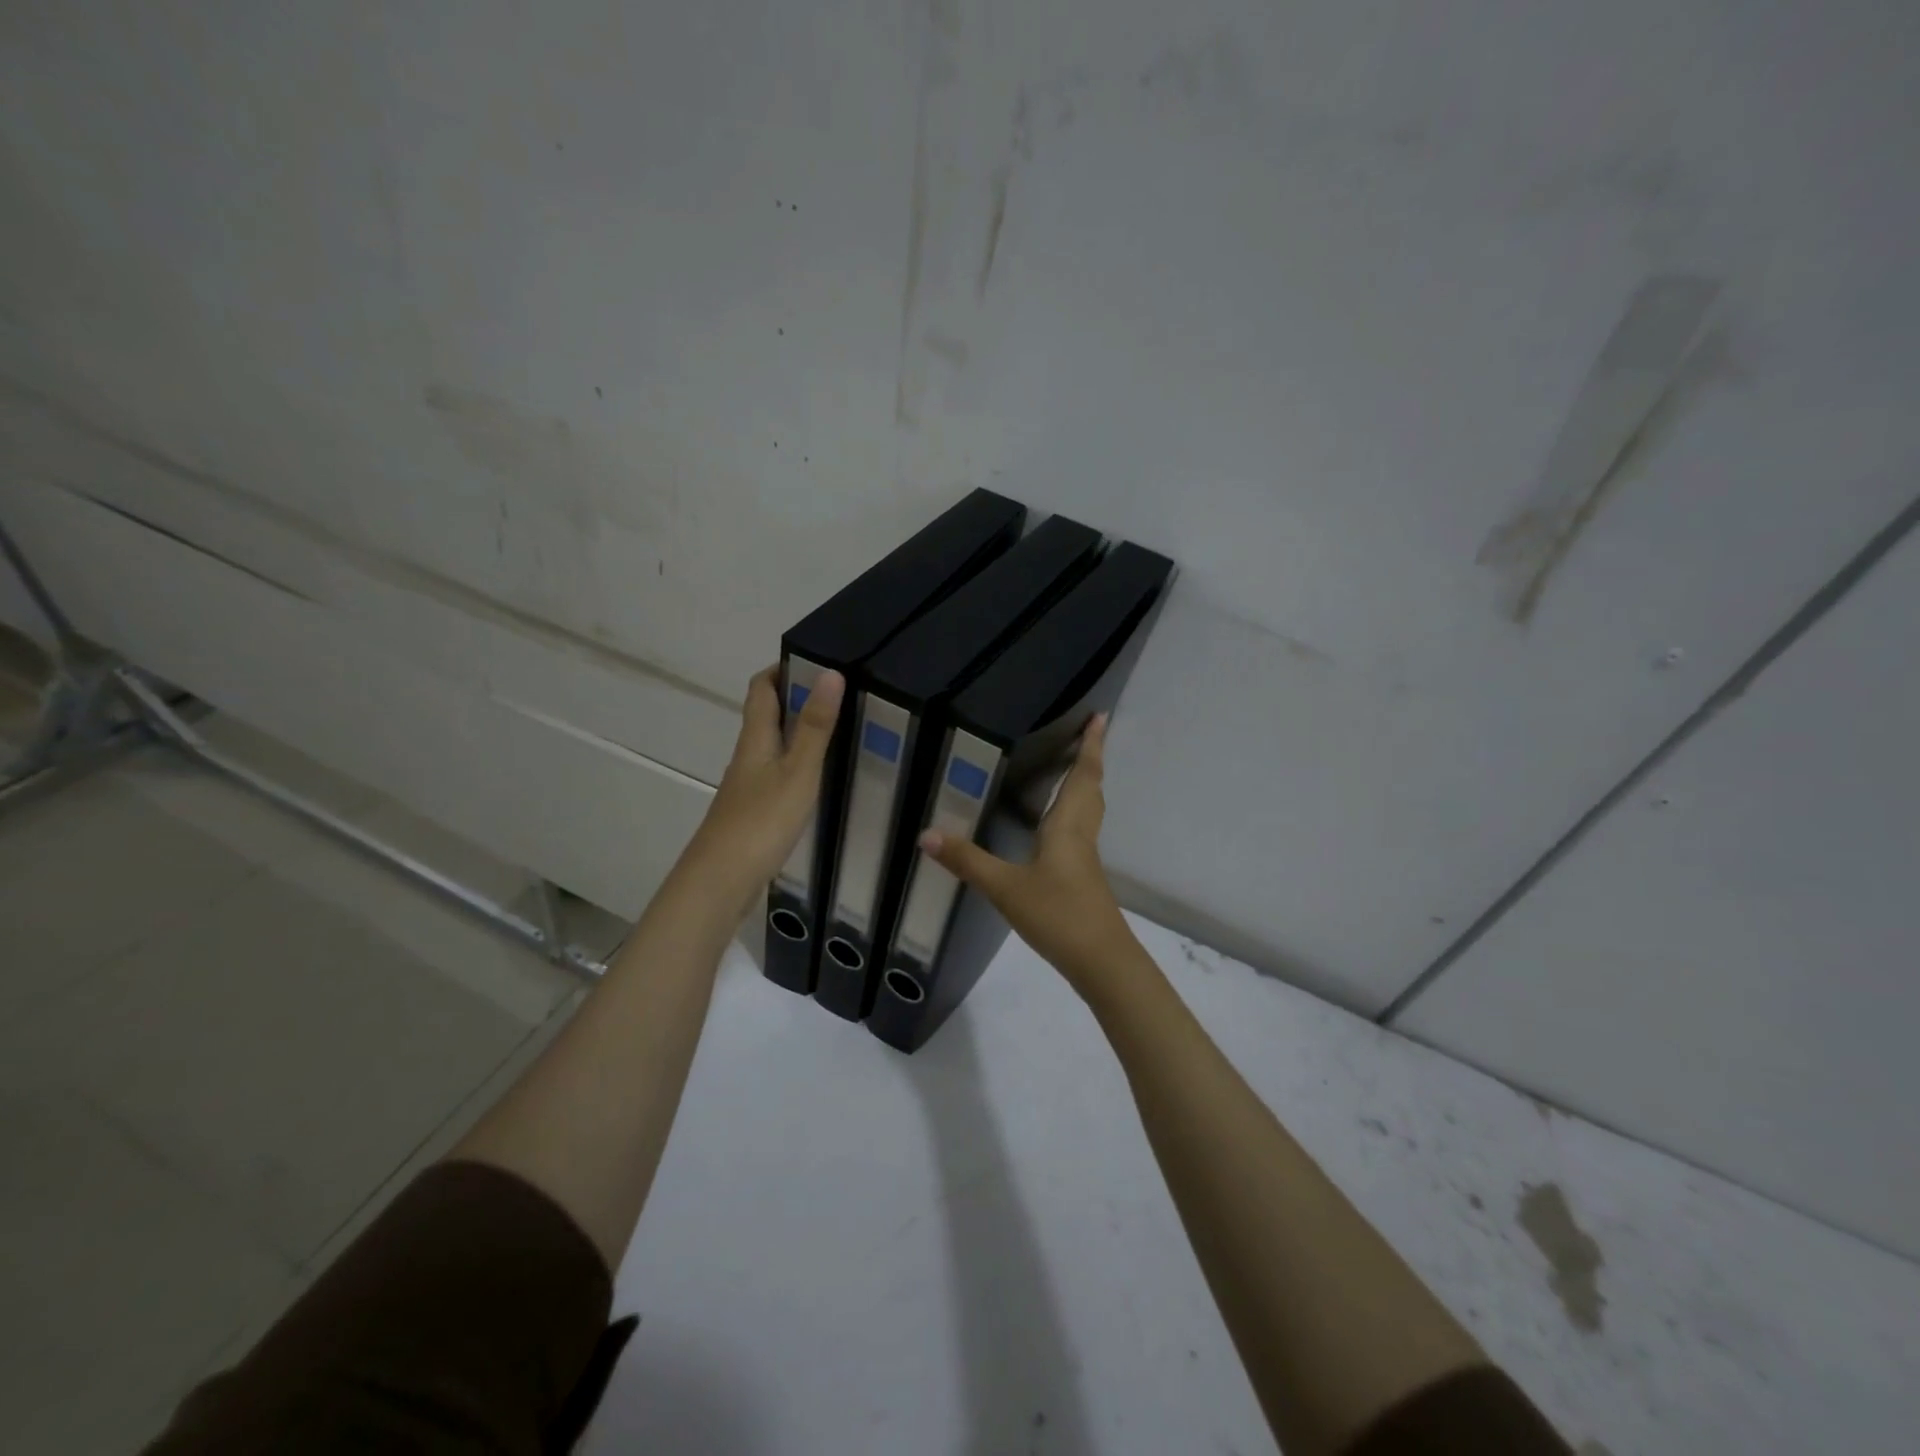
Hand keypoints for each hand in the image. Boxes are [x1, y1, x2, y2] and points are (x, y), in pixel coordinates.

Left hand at [685, 665, 843, 906]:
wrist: (720, 881)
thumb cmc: (761, 821)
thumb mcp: (798, 771)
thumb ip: (815, 726)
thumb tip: (829, 672)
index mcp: (756, 738)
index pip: (761, 687)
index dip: (782, 668)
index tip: (817, 661)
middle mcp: (748, 755)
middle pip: (767, 714)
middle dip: (797, 698)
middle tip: (841, 694)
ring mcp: (748, 785)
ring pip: (773, 745)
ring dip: (800, 731)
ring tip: (840, 730)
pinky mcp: (753, 811)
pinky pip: (777, 773)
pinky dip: (798, 763)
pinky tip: (820, 777)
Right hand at [917, 714, 1137, 993]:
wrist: (1102, 962)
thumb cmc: (1058, 914)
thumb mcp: (1006, 888)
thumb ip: (967, 861)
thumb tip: (926, 834)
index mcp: (1068, 826)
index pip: (1083, 775)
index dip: (1091, 746)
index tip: (1102, 716)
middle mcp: (1082, 835)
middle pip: (1091, 789)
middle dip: (1089, 760)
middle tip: (1086, 734)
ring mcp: (1086, 858)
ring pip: (1089, 810)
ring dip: (1085, 785)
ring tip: (1073, 769)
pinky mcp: (1084, 878)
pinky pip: (1081, 831)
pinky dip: (1074, 813)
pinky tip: (1055, 827)